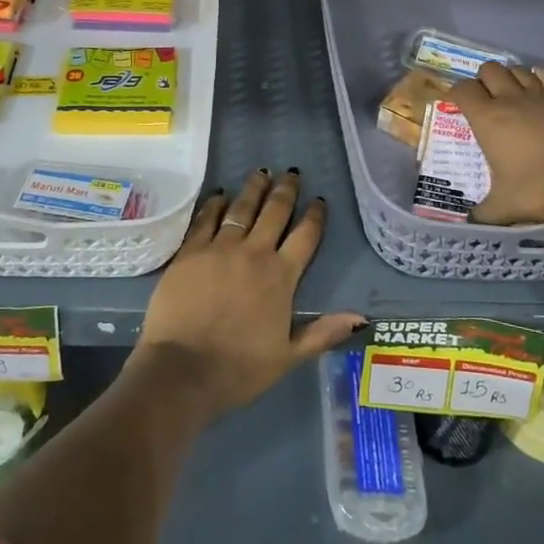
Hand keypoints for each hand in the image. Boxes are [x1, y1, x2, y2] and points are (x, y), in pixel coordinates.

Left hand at [134, 171, 364, 424]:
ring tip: (261, 173)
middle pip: (274, 212)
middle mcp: (253, 253)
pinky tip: (221, 195)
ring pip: (241, 208)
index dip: (314, 216)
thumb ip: (323, 333)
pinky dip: (216, 204)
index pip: (305, 237)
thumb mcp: (289, 357)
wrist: (182, 370)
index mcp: (281, 277)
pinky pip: (206, 219)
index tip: (319, 200)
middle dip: (285, 191)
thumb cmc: (239, 368)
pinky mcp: (190, 251)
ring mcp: (219, 248)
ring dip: (253, 189)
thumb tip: (361, 318)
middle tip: (291, 174)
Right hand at [449, 62, 543, 225]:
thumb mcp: (508, 207)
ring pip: (521, 71)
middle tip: (484, 99)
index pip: (463, 89)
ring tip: (512, 98)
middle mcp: (513, 101)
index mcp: (489, 118)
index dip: (456, 93)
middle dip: (483, 79)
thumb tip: (472, 221)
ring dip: (512, 79)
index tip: (456, 104)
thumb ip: (486, 212)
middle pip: (491, 69)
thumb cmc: (543, 186)